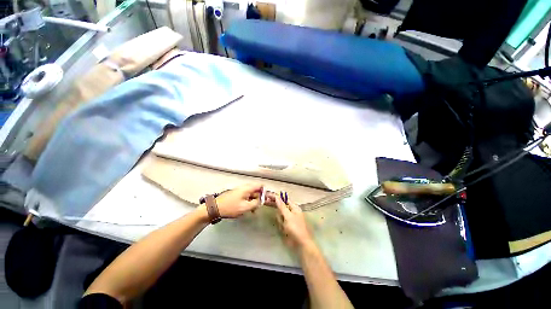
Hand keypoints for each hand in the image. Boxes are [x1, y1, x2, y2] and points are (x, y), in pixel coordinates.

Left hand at [215, 184, 262, 217]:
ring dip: (254, 201)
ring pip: (251, 194)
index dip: (265, 191)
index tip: (266, 199)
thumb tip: (261, 201)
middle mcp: (244, 187)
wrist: (215, 208)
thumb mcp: (245, 207)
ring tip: (253, 210)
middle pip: (256, 190)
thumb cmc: (230, 207)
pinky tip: (247, 209)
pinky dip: (248, 202)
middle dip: (259, 198)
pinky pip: (246, 196)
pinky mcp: (237, 195)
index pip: (260, 185)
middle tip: (259, 206)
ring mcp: (240, 191)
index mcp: (247, 188)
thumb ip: (255, 203)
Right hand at [271, 192, 314, 249]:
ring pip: (279, 215)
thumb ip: (282, 206)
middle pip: (281, 206)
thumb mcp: (288, 216)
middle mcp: (291, 211)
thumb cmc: (296, 228)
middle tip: (267, 204)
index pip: (283, 199)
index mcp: (294, 207)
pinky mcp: (286, 226)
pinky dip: (281, 226)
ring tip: (284, 226)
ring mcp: (288, 219)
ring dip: (280, 220)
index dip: (276, 197)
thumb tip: (277, 197)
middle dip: (276, 208)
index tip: (268, 196)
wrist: (300, 244)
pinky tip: (284, 230)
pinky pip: (280, 223)